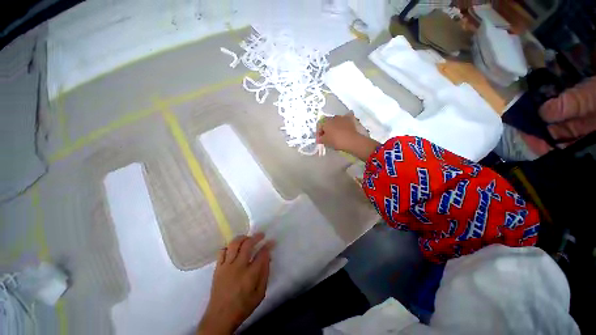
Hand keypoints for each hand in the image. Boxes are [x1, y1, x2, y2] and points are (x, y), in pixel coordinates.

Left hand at [197, 233, 273, 334]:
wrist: (220, 317)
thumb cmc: (243, 307)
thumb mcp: (260, 294)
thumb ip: (265, 274)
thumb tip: (268, 258)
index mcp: (250, 275)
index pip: (261, 254)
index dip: (268, 246)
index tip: (271, 242)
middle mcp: (238, 267)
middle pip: (248, 244)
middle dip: (256, 237)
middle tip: (261, 235)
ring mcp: (226, 266)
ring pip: (234, 244)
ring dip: (243, 238)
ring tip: (248, 238)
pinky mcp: (218, 268)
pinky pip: (222, 251)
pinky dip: (228, 246)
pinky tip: (233, 248)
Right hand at [317, 114, 379, 160]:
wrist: (351, 141)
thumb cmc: (335, 140)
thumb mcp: (325, 141)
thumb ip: (321, 139)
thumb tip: (320, 138)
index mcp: (325, 122)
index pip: (319, 125)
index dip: (319, 133)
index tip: (320, 139)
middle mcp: (333, 117)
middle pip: (328, 123)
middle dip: (327, 129)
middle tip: (327, 137)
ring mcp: (342, 117)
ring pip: (336, 121)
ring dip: (335, 126)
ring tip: (336, 133)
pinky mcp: (350, 120)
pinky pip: (346, 119)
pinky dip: (345, 122)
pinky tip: (345, 125)